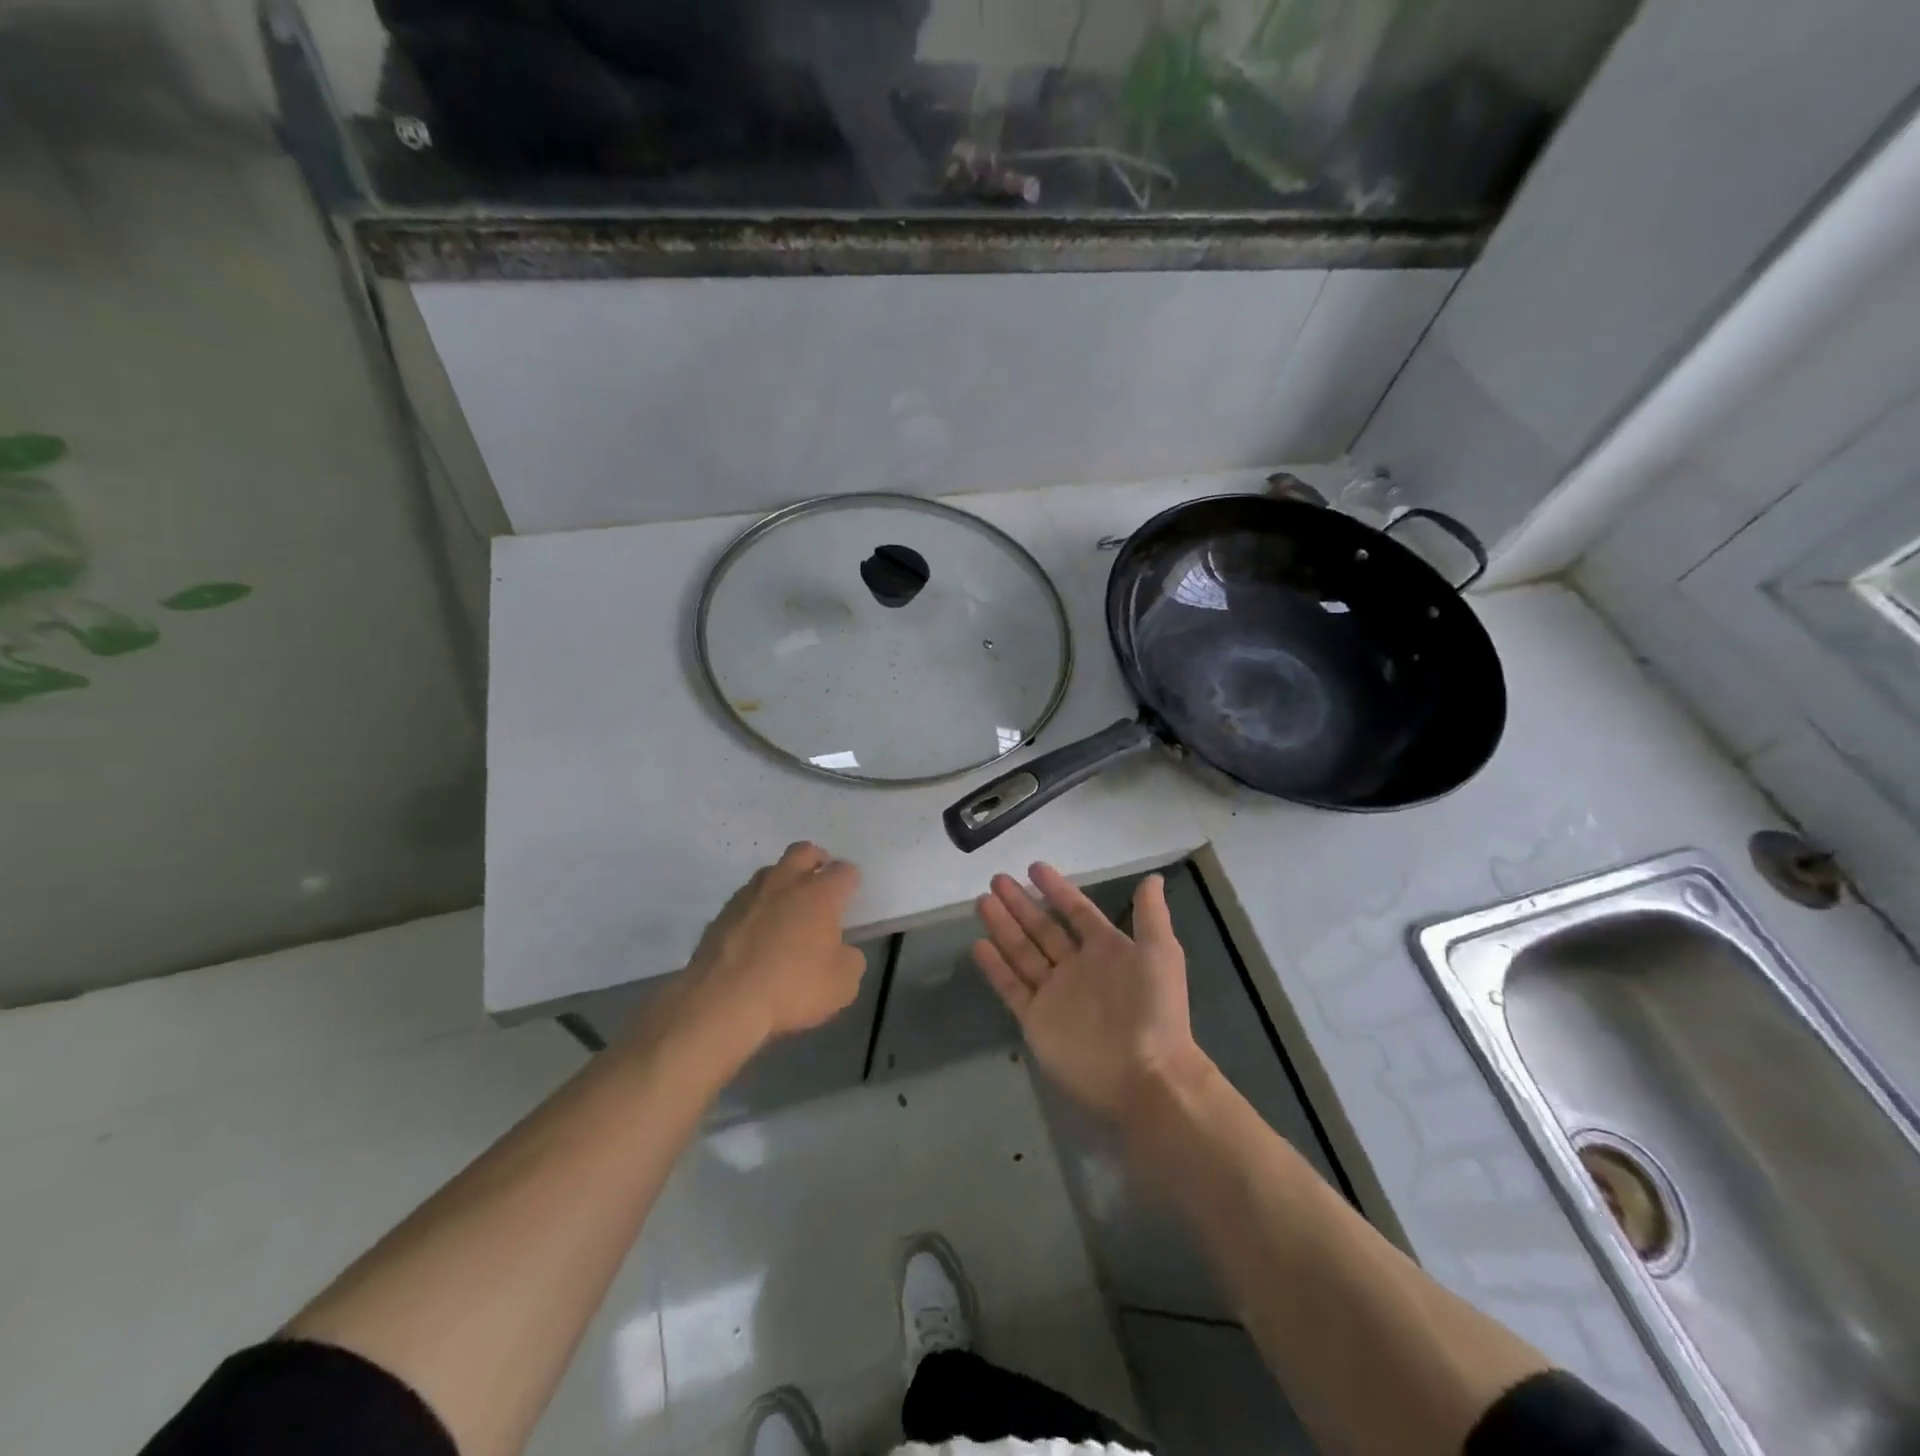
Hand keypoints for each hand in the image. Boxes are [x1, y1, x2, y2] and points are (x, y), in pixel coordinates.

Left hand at [684, 842, 866, 1049]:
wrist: (722, 1003)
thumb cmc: (791, 989)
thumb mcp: (842, 984)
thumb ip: (850, 959)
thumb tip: (842, 950)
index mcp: (819, 894)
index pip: (843, 871)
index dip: (851, 881)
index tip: (851, 896)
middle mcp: (784, 884)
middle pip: (803, 851)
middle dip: (816, 860)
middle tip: (820, 881)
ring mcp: (748, 896)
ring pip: (770, 872)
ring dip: (783, 882)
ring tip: (787, 908)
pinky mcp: (721, 915)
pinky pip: (746, 899)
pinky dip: (757, 908)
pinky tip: (757, 933)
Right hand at [972, 863, 1208, 1124]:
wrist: (1144, 1076)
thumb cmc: (1154, 1010)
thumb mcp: (1160, 954)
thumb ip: (1151, 915)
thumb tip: (1153, 877)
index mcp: (1107, 950)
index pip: (1076, 912)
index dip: (1057, 889)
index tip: (1033, 867)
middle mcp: (1077, 968)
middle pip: (1043, 928)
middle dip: (1021, 904)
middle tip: (996, 879)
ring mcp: (1055, 994)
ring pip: (1023, 952)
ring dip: (1004, 927)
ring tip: (983, 901)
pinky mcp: (1036, 1020)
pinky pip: (1012, 987)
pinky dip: (996, 967)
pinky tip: (979, 944)